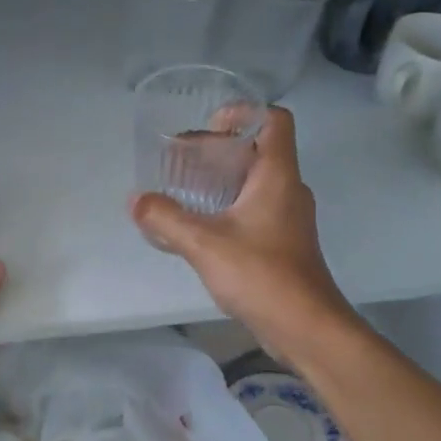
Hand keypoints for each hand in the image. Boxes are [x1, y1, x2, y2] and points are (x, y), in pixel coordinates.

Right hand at [131, 106, 356, 349]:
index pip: (274, 121)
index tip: (208, 126)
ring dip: (221, 179)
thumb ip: (166, 218)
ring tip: (184, 189)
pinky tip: (199, 226)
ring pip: (255, 182)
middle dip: (218, 149)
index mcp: (277, 176)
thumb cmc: (261, 274)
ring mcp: (288, 218)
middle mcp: (287, 190)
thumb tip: (135, 200)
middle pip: (258, 151)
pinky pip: (253, 209)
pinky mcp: (282, 243)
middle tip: (181, 160)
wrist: (305, 326)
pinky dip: (227, 206)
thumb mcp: (204, 243)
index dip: (242, 113)